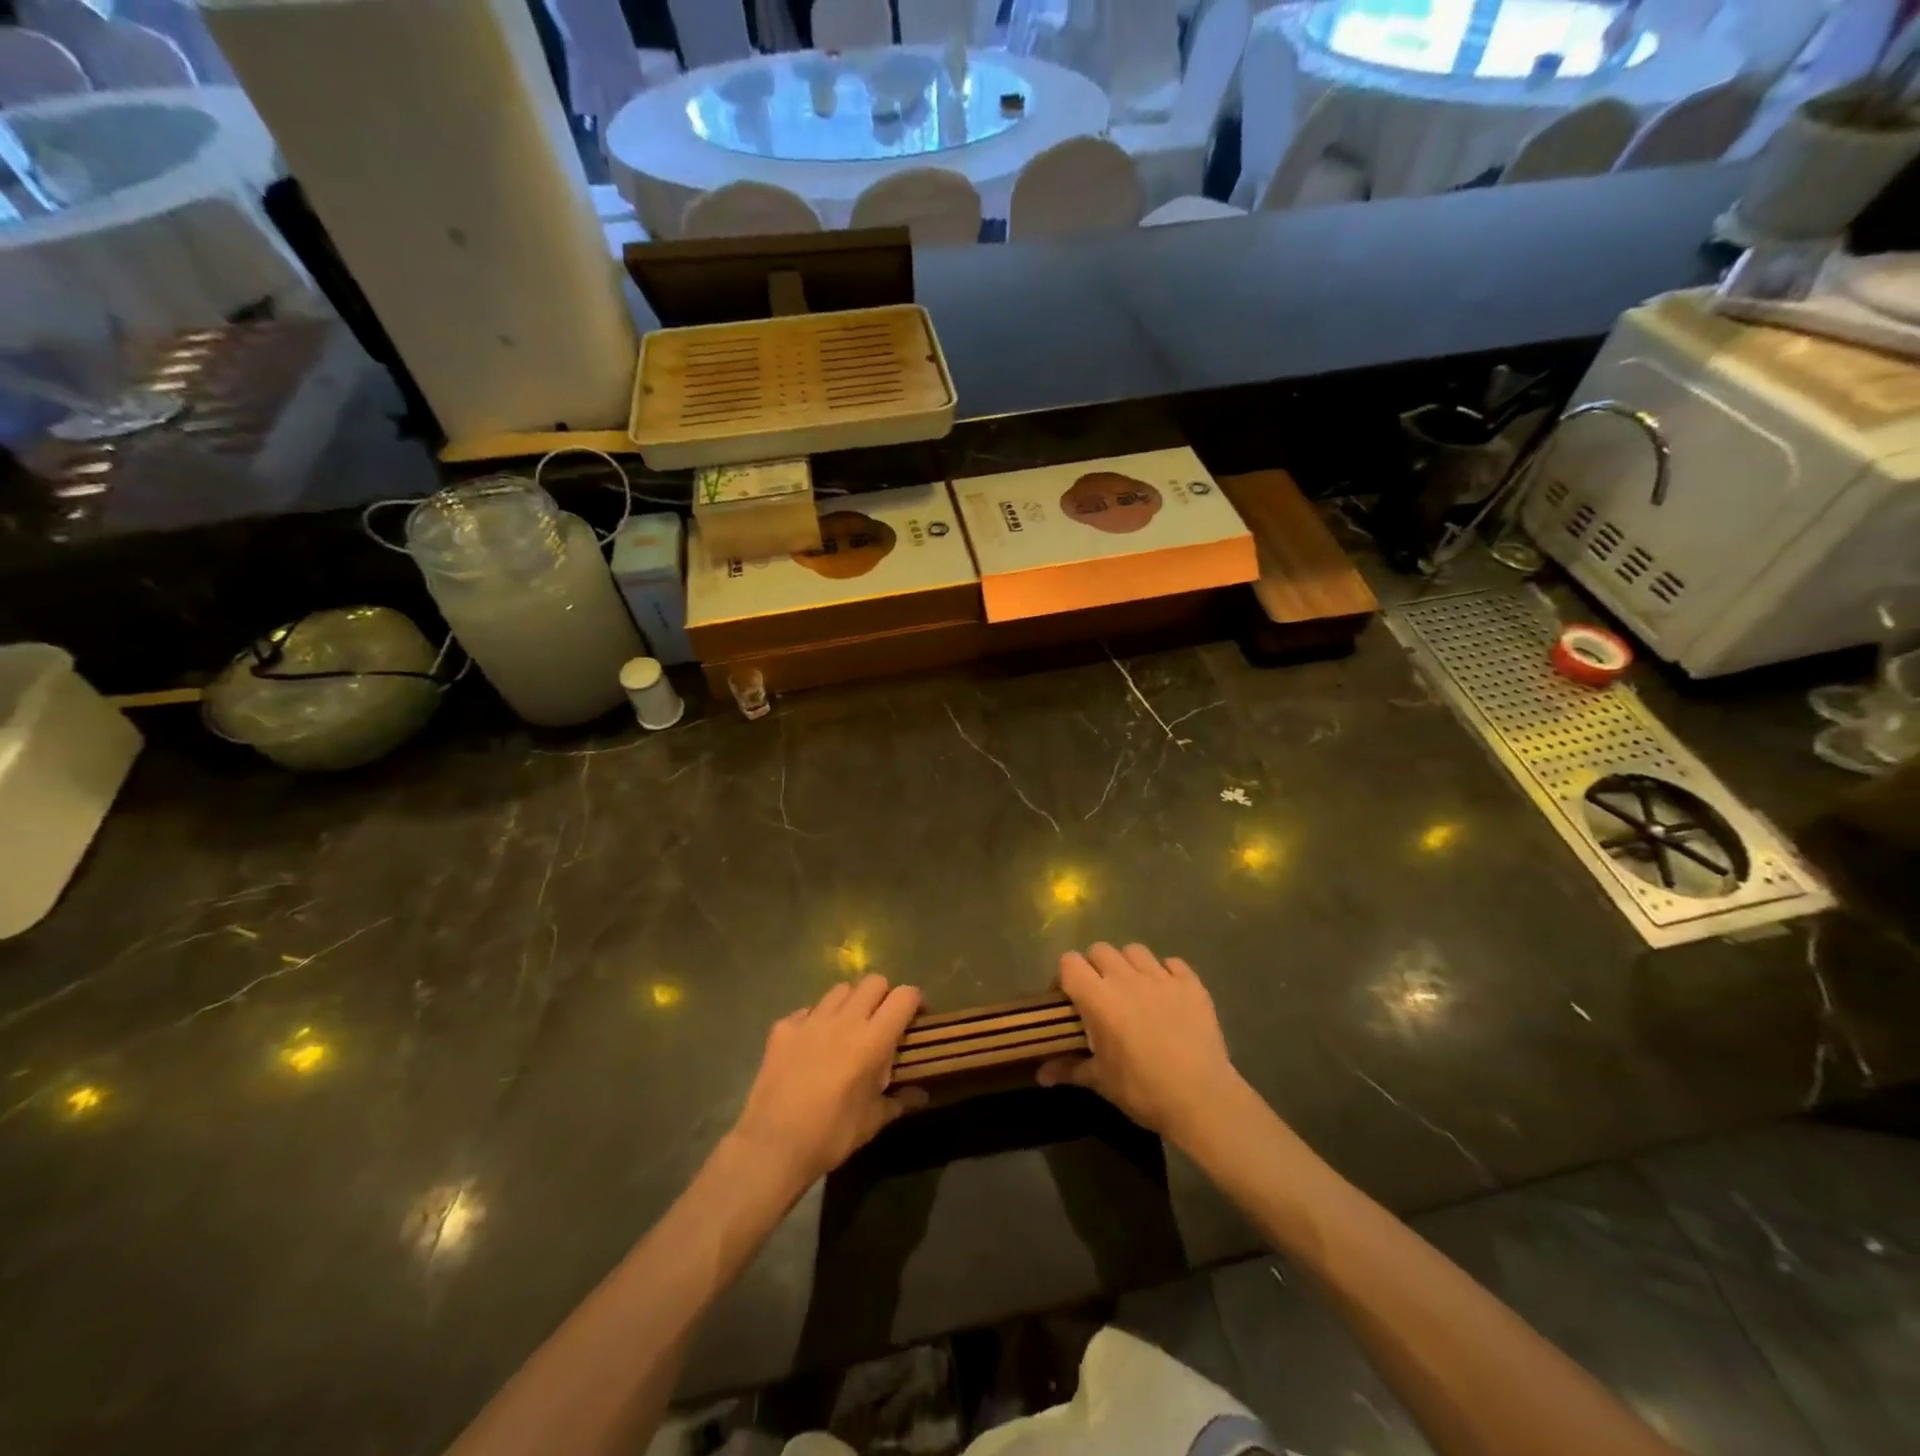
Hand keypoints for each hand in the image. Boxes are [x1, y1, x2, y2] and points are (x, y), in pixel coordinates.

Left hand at [731, 974, 926, 1191]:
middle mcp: (844, 1019)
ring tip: (847, 1028)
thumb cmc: (830, 1135)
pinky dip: (816, 1019)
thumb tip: (922, 1094)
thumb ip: (899, 1100)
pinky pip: (807, 1010)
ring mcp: (811, 1019)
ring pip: (840, 989)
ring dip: (850, 1002)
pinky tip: (812, 1043)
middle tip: (881, 1021)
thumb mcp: (872, 1122)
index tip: (915, 1017)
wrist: (772, 1146)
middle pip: (873, 981)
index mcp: (872, 1040)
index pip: (904, 996)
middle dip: (883, 995)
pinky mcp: (783, 1027)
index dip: (914, 1001)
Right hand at [1038, 943, 1245, 1144]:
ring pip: (1135, 950)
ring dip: (1128, 965)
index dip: (1065, 976)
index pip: (1069, 962)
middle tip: (1101, 994)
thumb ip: (1069, 1069)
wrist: (1202, 1099)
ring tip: (1134, 990)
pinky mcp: (1192, 984)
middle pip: (1100, 950)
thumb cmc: (1143, 1090)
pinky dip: (1166, 973)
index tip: (1069, 998)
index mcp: (1099, 998)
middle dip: (1095, 967)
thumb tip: (1040, 1075)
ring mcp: (1162, 978)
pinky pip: (1173, 963)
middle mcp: (1127, 978)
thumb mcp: (1101, 1082)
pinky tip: (1167, 995)